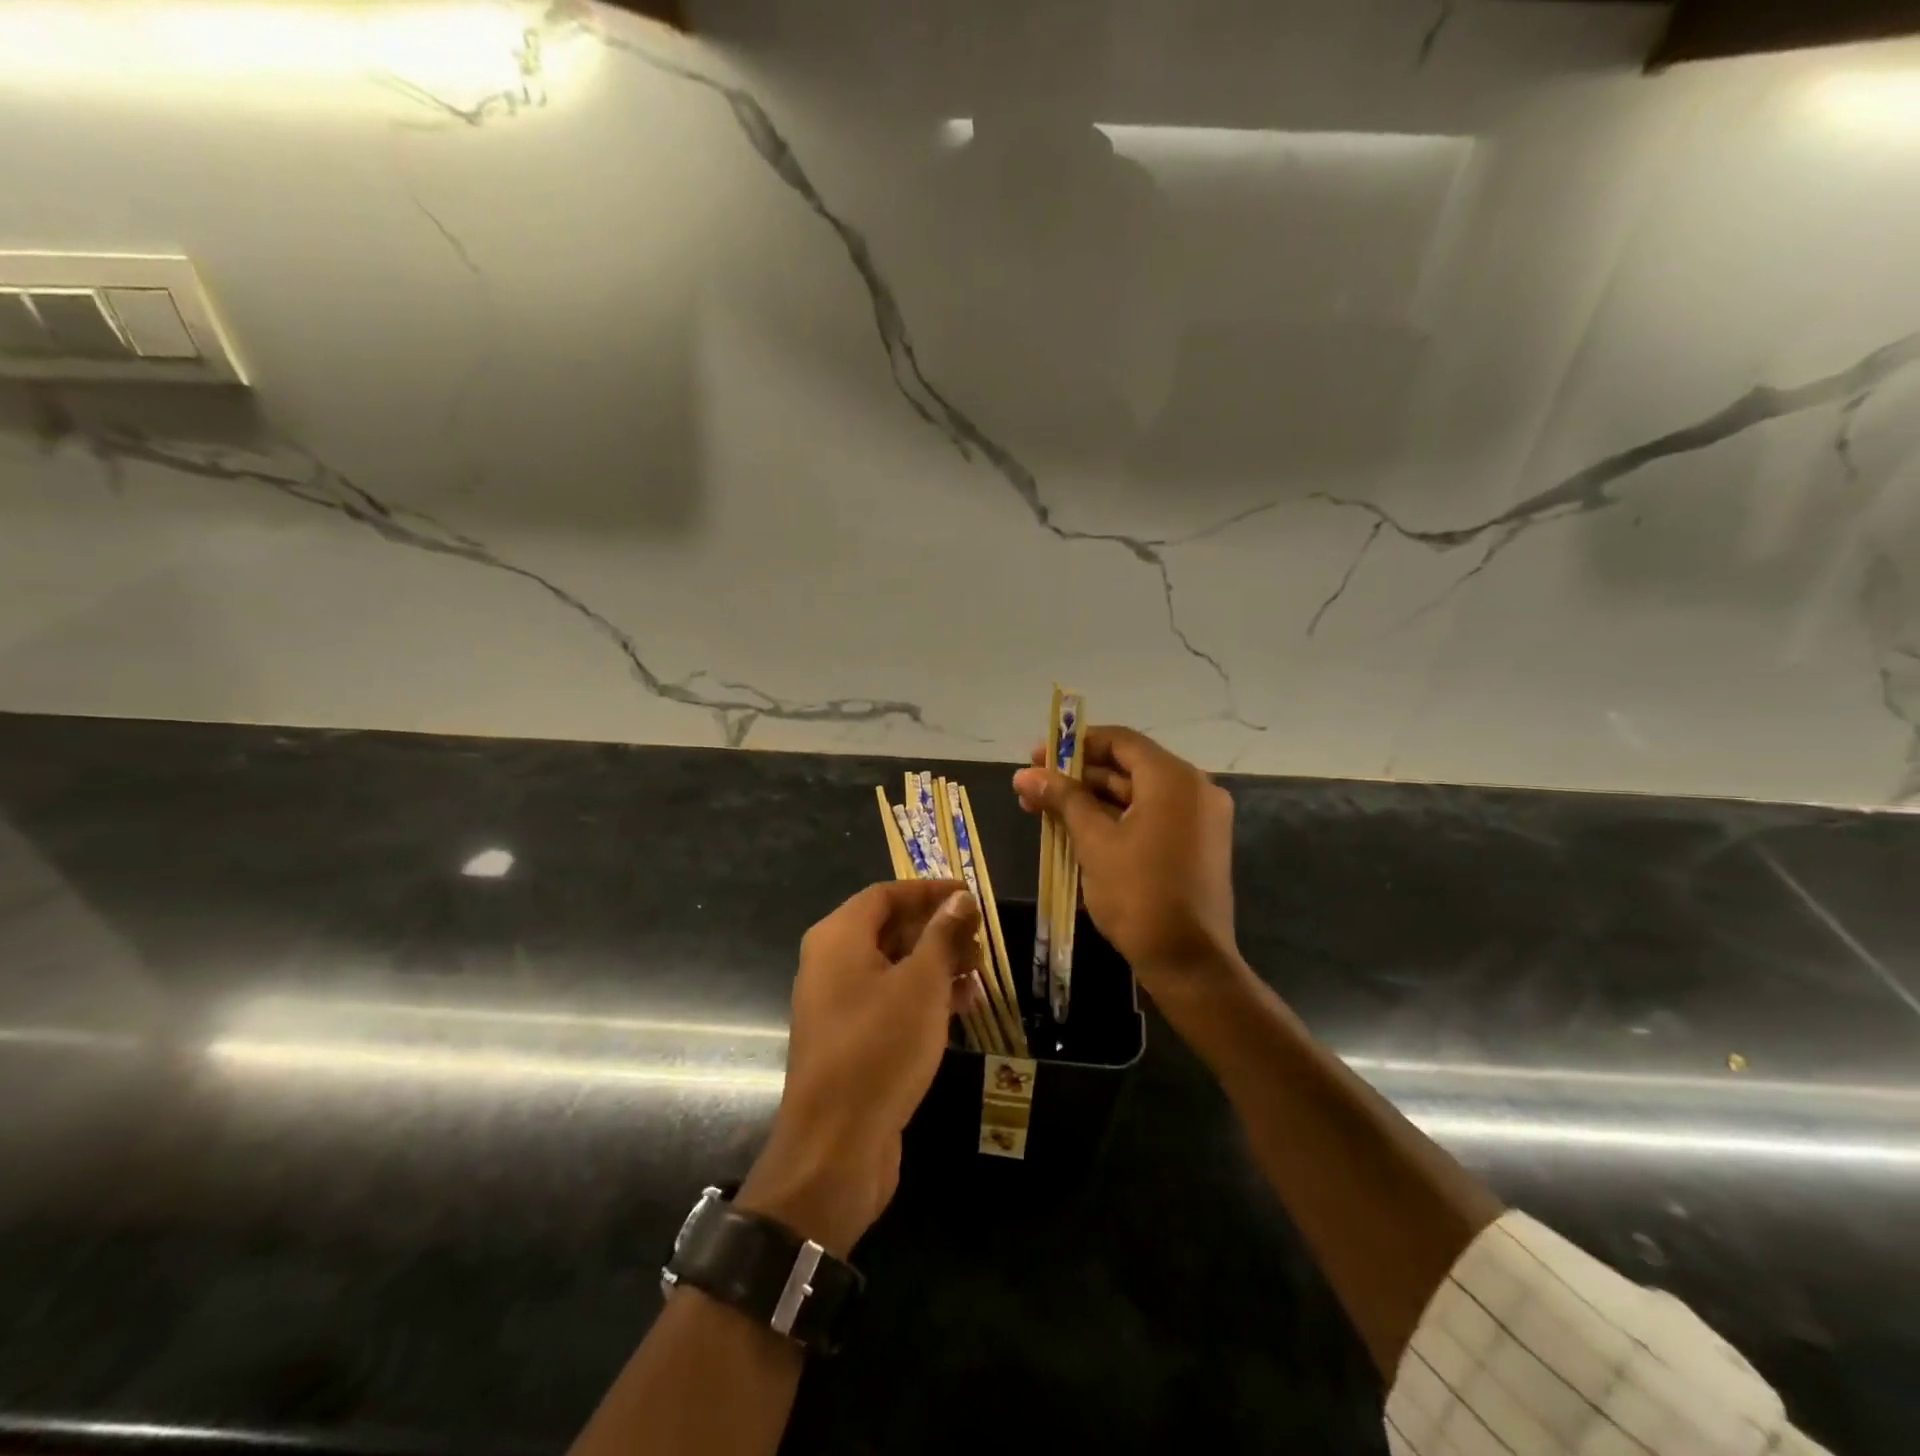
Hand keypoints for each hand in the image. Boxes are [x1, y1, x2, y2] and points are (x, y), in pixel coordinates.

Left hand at [738, 881, 981, 1254]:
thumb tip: (960, 899)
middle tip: (980, 938)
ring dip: (936, 965)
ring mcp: (838, 1005)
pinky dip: (923, 997)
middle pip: (888, 929)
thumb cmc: (880, 1048)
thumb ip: (942, 936)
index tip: (969, 895)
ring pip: (892, 967)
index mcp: (838, 938)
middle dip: (937, 930)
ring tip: (979, 973)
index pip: (886, 894)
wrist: (835, 1147)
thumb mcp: (921, 985)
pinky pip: (889, 1001)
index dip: (929, 890)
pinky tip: (963, 1007)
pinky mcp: (851, 1040)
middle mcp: (831, 964)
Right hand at [1012, 726, 1237, 998]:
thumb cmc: (1138, 893)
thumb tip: (1024, 774)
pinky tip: (1075, 831)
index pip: (1120, 741)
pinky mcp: (1196, 846)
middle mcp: (1194, 789)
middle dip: (1077, 777)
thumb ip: (1062, 799)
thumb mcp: (1094, 841)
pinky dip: (1115, 820)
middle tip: (1033, 787)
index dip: (1075, 745)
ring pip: (1136, 796)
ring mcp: (1199, 819)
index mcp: (1174, 779)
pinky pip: (1150, 818)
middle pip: (1127, 768)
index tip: (1038, 756)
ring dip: (1091, 800)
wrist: (1188, 961)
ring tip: (1044, 811)